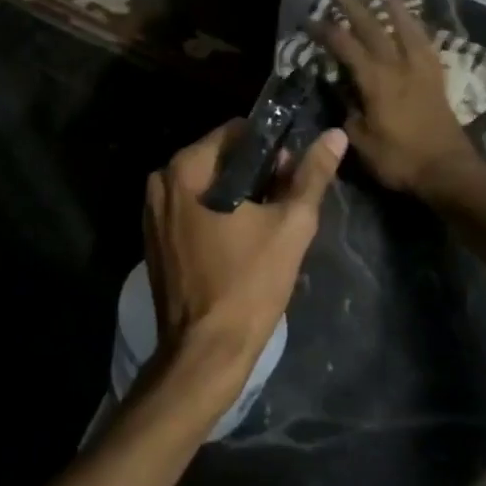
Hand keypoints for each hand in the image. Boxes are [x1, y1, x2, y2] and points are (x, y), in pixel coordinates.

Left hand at [142, 119, 347, 406]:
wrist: (205, 353)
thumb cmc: (249, 284)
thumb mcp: (290, 225)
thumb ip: (311, 175)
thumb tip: (334, 135)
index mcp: (186, 169)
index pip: (236, 132)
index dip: (270, 148)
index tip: (291, 175)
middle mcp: (161, 182)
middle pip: (220, 158)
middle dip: (255, 173)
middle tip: (284, 204)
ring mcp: (152, 212)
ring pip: (206, 185)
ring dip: (237, 196)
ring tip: (268, 225)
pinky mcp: (154, 240)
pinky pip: (192, 209)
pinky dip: (216, 215)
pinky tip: (241, 241)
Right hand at [310, 0, 479, 195]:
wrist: (448, 170)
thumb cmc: (400, 159)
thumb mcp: (362, 142)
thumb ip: (348, 112)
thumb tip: (340, 92)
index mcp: (375, 81)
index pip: (345, 47)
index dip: (326, 31)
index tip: (310, 18)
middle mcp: (398, 67)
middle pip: (374, 28)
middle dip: (355, 6)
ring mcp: (420, 70)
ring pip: (406, 29)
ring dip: (393, 8)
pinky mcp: (436, 78)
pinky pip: (425, 43)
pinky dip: (417, 28)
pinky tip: (413, 24)